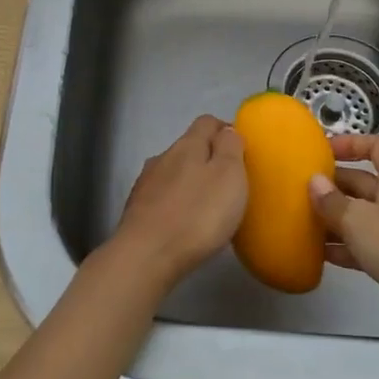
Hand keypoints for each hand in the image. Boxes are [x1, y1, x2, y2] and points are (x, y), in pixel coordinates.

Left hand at [109, 115, 247, 290]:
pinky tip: (185, 224)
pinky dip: (176, 203)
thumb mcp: (229, 175)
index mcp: (188, 145)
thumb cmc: (197, 214)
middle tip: (229, 184)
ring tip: (208, 206)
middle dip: (209, 159)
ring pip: (174, 173)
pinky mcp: (136, 211)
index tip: (242, 150)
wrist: (146, 256)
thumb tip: (226, 131)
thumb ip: (230, 148)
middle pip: (189, 147)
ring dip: (190, 182)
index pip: (207, 122)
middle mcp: (163, 157)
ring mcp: (146, 184)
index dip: (225, 130)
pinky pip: (162, 198)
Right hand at [308, 135, 378, 333]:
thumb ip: (333, 202)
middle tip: (300, 191)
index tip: (322, 150)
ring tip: (302, 223)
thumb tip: (314, 181)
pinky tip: (320, 254)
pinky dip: (346, 247)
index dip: (351, 143)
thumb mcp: (361, 220)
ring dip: (336, 219)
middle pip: (364, 183)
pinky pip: (367, 245)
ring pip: (363, 216)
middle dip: (334, 185)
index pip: (376, 146)